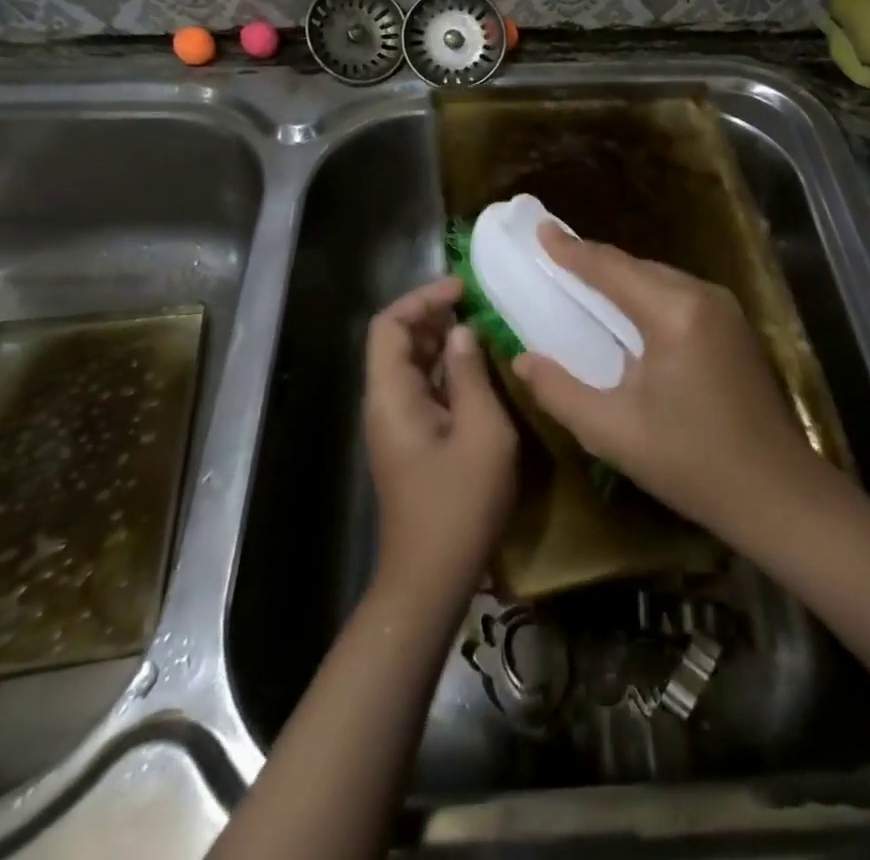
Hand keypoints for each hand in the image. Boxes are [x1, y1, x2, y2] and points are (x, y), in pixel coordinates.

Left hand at [363, 277, 517, 613]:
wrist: (430, 580)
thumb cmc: (459, 505)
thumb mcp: (481, 433)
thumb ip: (471, 375)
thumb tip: (462, 331)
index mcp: (391, 396)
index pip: (388, 326)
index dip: (422, 299)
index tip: (462, 289)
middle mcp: (385, 403)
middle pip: (397, 341)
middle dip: (434, 315)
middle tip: (479, 305)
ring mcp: (397, 423)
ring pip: (412, 364)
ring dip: (443, 341)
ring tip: (484, 327)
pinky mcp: (411, 440)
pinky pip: (424, 389)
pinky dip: (448, 369)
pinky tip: (480, 369)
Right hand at [511, 225, 819, 542]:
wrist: (778, 494)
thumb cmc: (691, 463)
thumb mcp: (613, 433)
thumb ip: (559, 392)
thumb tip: (522, 360)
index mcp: (673, 314)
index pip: (611, 268)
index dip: (572, 250)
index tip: (540, 229)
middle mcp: (702, 296)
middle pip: (636, 267)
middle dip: (594, 261)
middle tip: (553, 256)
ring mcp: (724, 309)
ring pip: (658, 278)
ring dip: (620, 278)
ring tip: (580, 279)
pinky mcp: (734, 326)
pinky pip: (677, 294)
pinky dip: (644, 294)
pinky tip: (625, 311)